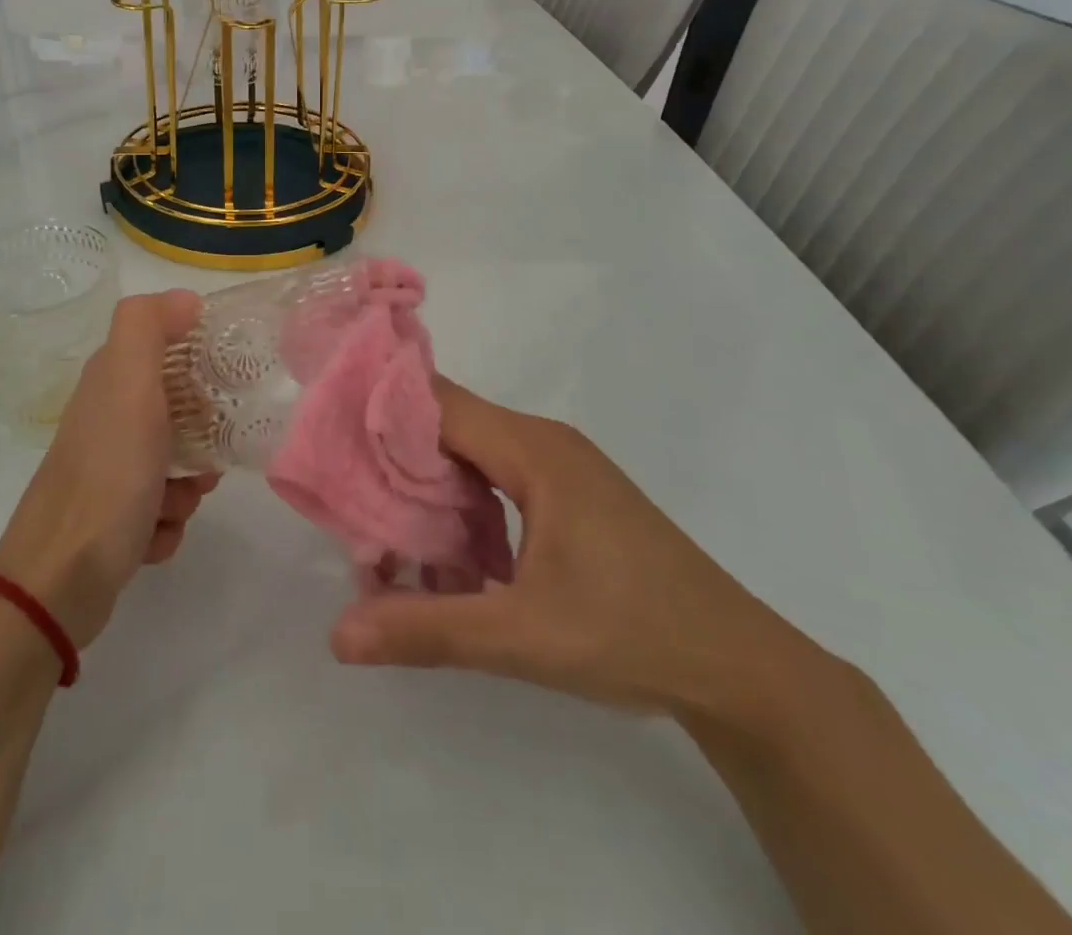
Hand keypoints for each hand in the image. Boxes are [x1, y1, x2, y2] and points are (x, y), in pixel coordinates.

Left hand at [0, 290, 219, 648]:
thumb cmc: (107, 475)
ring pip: (173, 466)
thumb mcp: (129, 384)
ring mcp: (107, 474)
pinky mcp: (111, 520)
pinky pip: (161, 510)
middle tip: (207, 455)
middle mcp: (106, 423)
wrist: (60, 578)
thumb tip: (185, 297)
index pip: (163, 351)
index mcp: (109, 384)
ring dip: (186, 488)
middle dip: (200, 438)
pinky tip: (152, 536)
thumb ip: (148, 328)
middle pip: (175, 413)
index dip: (197, 363)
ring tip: (173, 504)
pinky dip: (166, 524)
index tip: (221, 383)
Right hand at [330, 378, 818, 724]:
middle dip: (395, 459)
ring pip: (470, 456)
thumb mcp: (522, 637)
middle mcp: (542, 443)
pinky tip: (447, 557)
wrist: (741, 669)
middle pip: (449, 426)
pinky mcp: (568, 497)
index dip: (382, 413)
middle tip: (346, 497)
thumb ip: (428, 629)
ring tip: (383, 532)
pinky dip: (461, 507)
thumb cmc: (633, 634)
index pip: (437, 403)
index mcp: (532, 450)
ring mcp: (559, 469)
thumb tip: (338, 635)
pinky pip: (495, 481)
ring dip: (427, 489)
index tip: (330, 439)